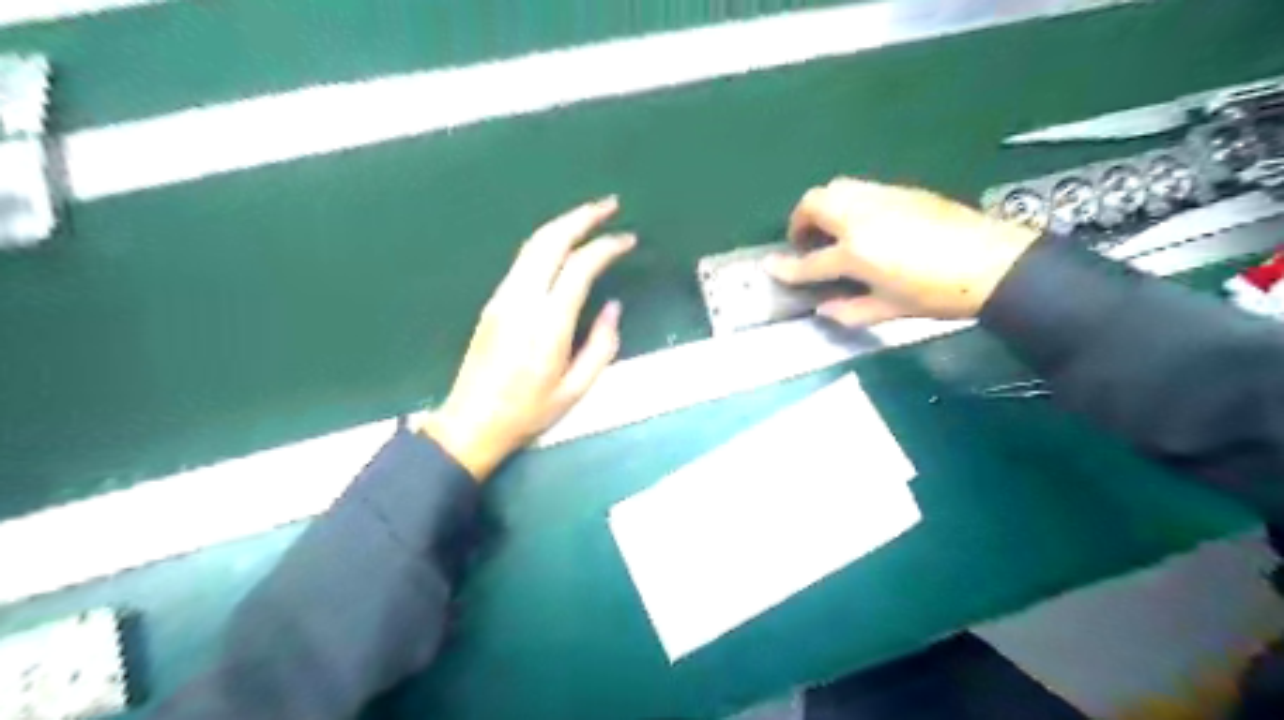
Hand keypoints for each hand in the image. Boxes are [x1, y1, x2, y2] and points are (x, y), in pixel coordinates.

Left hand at [420, 195, 633, 482]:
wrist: (471, 422)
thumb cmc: (528, 412)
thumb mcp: (576, 389)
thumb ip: (601, 345)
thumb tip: (613, 307)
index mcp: (547, 325)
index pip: (579, 267)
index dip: (606, 247)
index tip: (628, 239)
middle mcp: (522, 300)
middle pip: (550, 241)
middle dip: (582, 217)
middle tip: (610, 204)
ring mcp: (502, 297)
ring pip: (532, 245)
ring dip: (562, 224)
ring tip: (589, 216)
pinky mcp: (493, 301)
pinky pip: (523, 260)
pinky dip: (547, 242)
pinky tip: (563, 244)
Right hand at [765, 177, 1035, 324]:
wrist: (993, 263)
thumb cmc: (937, 294)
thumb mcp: (890, 311)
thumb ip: (850, 311)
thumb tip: (824, 309)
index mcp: (856, 252)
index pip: (809, 261)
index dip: (786, 268)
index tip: (770, 267)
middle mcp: (861, 217)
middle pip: (814, 203)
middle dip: (799, 220)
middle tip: (805, 242)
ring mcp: (882, 198)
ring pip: (837, 187)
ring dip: (822, 206)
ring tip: (831, 229)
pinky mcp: (902, 191)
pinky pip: (861, 188)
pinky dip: (848, 202)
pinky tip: (862, 222)